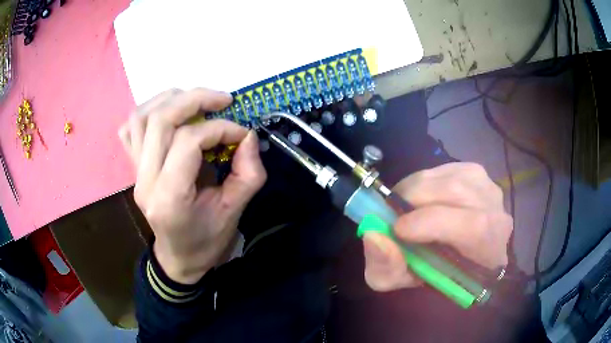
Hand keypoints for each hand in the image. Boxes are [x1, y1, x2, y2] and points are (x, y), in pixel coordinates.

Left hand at [118, 88, 265, 283]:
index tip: (241, 134)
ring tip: (196, 100)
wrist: (178, 258)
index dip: (220, 129)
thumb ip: (248, 174)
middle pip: (160, 120)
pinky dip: (148, 112)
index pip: (188, 141)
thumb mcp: (235, 212)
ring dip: (170, 100)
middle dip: (195, 100)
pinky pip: (130, 129)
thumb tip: (248, 136)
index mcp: (169, 197)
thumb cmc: (206, 241)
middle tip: (223, 99)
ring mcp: (135, 173)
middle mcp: (145, 180)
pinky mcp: (134, 169)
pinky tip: (168, 114)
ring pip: (141, 117)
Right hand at [362, 162, 512, 291]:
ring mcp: (489, 189)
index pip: (473, 227)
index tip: (397, 228)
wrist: (457, 256)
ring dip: (417, 187)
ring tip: (404, 204)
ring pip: (451, 177)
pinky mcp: (477, 173)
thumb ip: (386, 268)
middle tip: (392, 211)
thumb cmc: (434, 273)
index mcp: (488, 250)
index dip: (432, 223)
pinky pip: (447, 168)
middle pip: (458, 193)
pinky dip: (425, 179)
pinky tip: (420, 195)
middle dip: (415, 198)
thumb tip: (375, 235)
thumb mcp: (404, 282)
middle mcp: (497, 214)